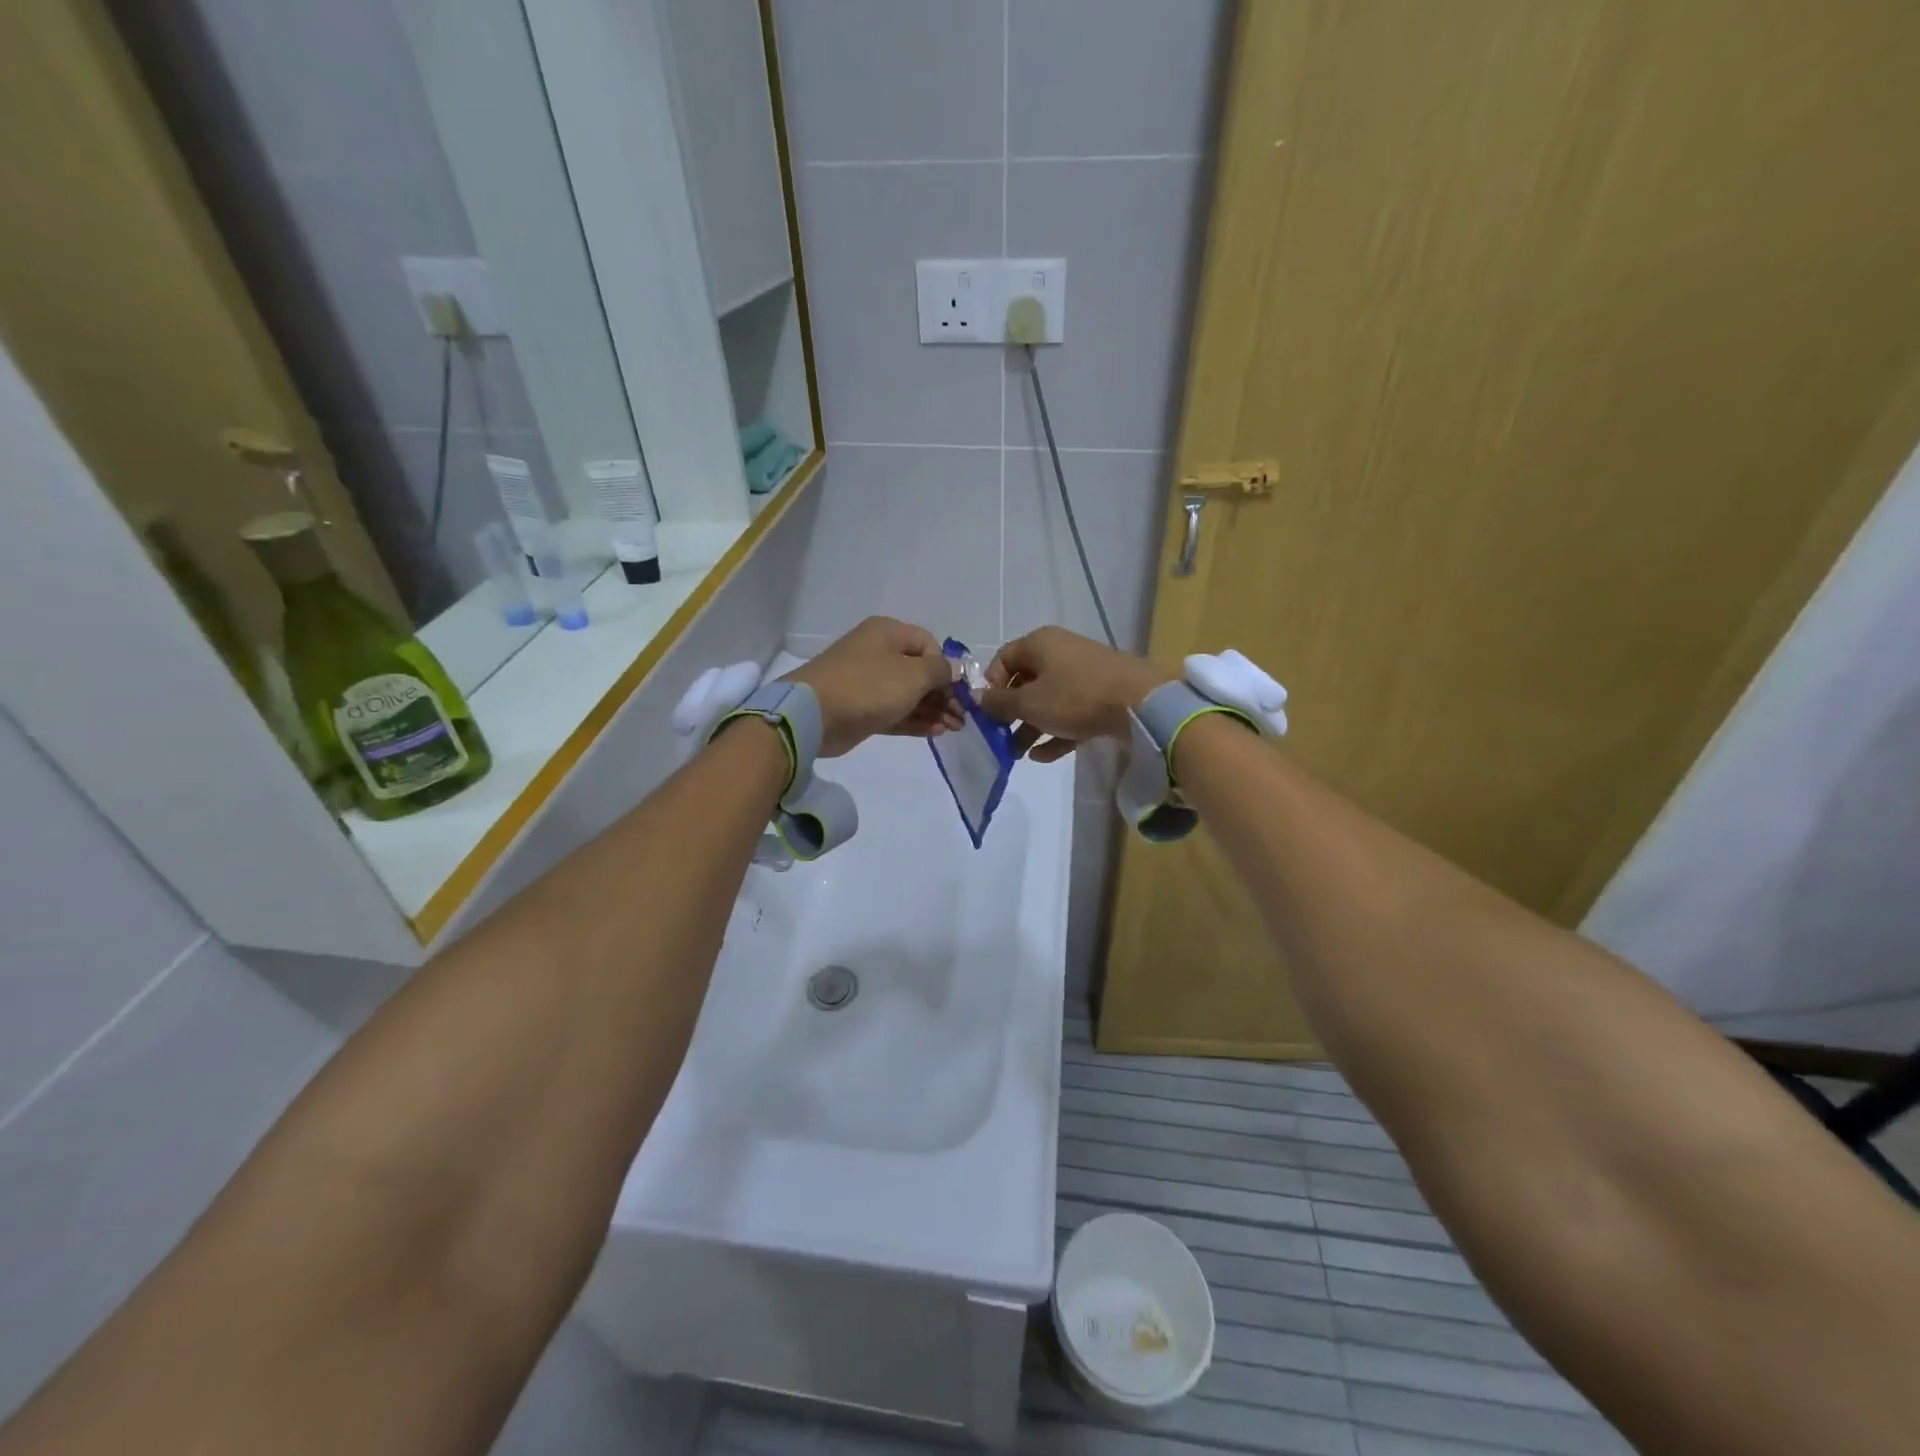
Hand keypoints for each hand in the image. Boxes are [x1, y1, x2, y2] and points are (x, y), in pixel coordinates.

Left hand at [783, 617, 961, 756]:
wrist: (814, 715)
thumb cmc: (868, 686)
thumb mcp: (913, 675)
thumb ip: (940, 671)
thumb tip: (956, 668)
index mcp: (888, 633)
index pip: (928, 645)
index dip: (947, 667)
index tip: (961, 691)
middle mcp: (878, 654)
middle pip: (920, 672)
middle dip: (944, 694)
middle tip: (962, 717)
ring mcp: (868, 683)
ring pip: (909, 695)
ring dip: (934, 710)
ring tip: (955, 728)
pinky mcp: (862, 710)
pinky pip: (896, 712)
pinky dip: (916, 720)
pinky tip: (936, 732)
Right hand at [979, 627, 1171, 762]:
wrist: (1140, 703)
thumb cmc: (1075, 696)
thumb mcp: (1029, 703)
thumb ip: (999, 703)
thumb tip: (975, 697)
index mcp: (1040, 643)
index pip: (1003, 659)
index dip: (991, 686)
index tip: (987, 713)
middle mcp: (1060, 653)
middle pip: (1026, 682)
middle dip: (1010, 714)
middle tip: (1000, 739)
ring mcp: (1083, 674)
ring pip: (1048, 701)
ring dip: (1030, 727)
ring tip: (1017, 755)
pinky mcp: (1101, 696)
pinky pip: (1070, 713)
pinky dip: (1055, 732)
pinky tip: (1042, 757)